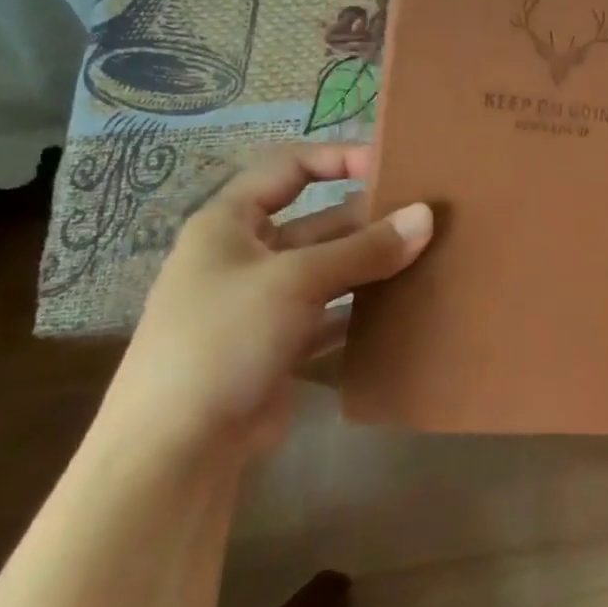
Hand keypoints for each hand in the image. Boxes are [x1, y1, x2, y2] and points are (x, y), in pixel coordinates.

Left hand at [100, 143, 431, 463]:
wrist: (177, 448)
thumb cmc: (223, 339)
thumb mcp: (294, 281)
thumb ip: (364, 249)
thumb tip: (426, 216)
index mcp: (229, 224)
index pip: (288, 168)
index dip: (337, 158)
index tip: (393, 165)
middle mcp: (246, 257)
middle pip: (319, 222)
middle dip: (370, 218)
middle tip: (429, 217)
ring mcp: (265, 304)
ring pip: (330, 269)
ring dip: (373, 264)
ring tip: (430, 255)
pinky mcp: (282, 344)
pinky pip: (333, 313)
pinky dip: (365, 308)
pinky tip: (406, 304)